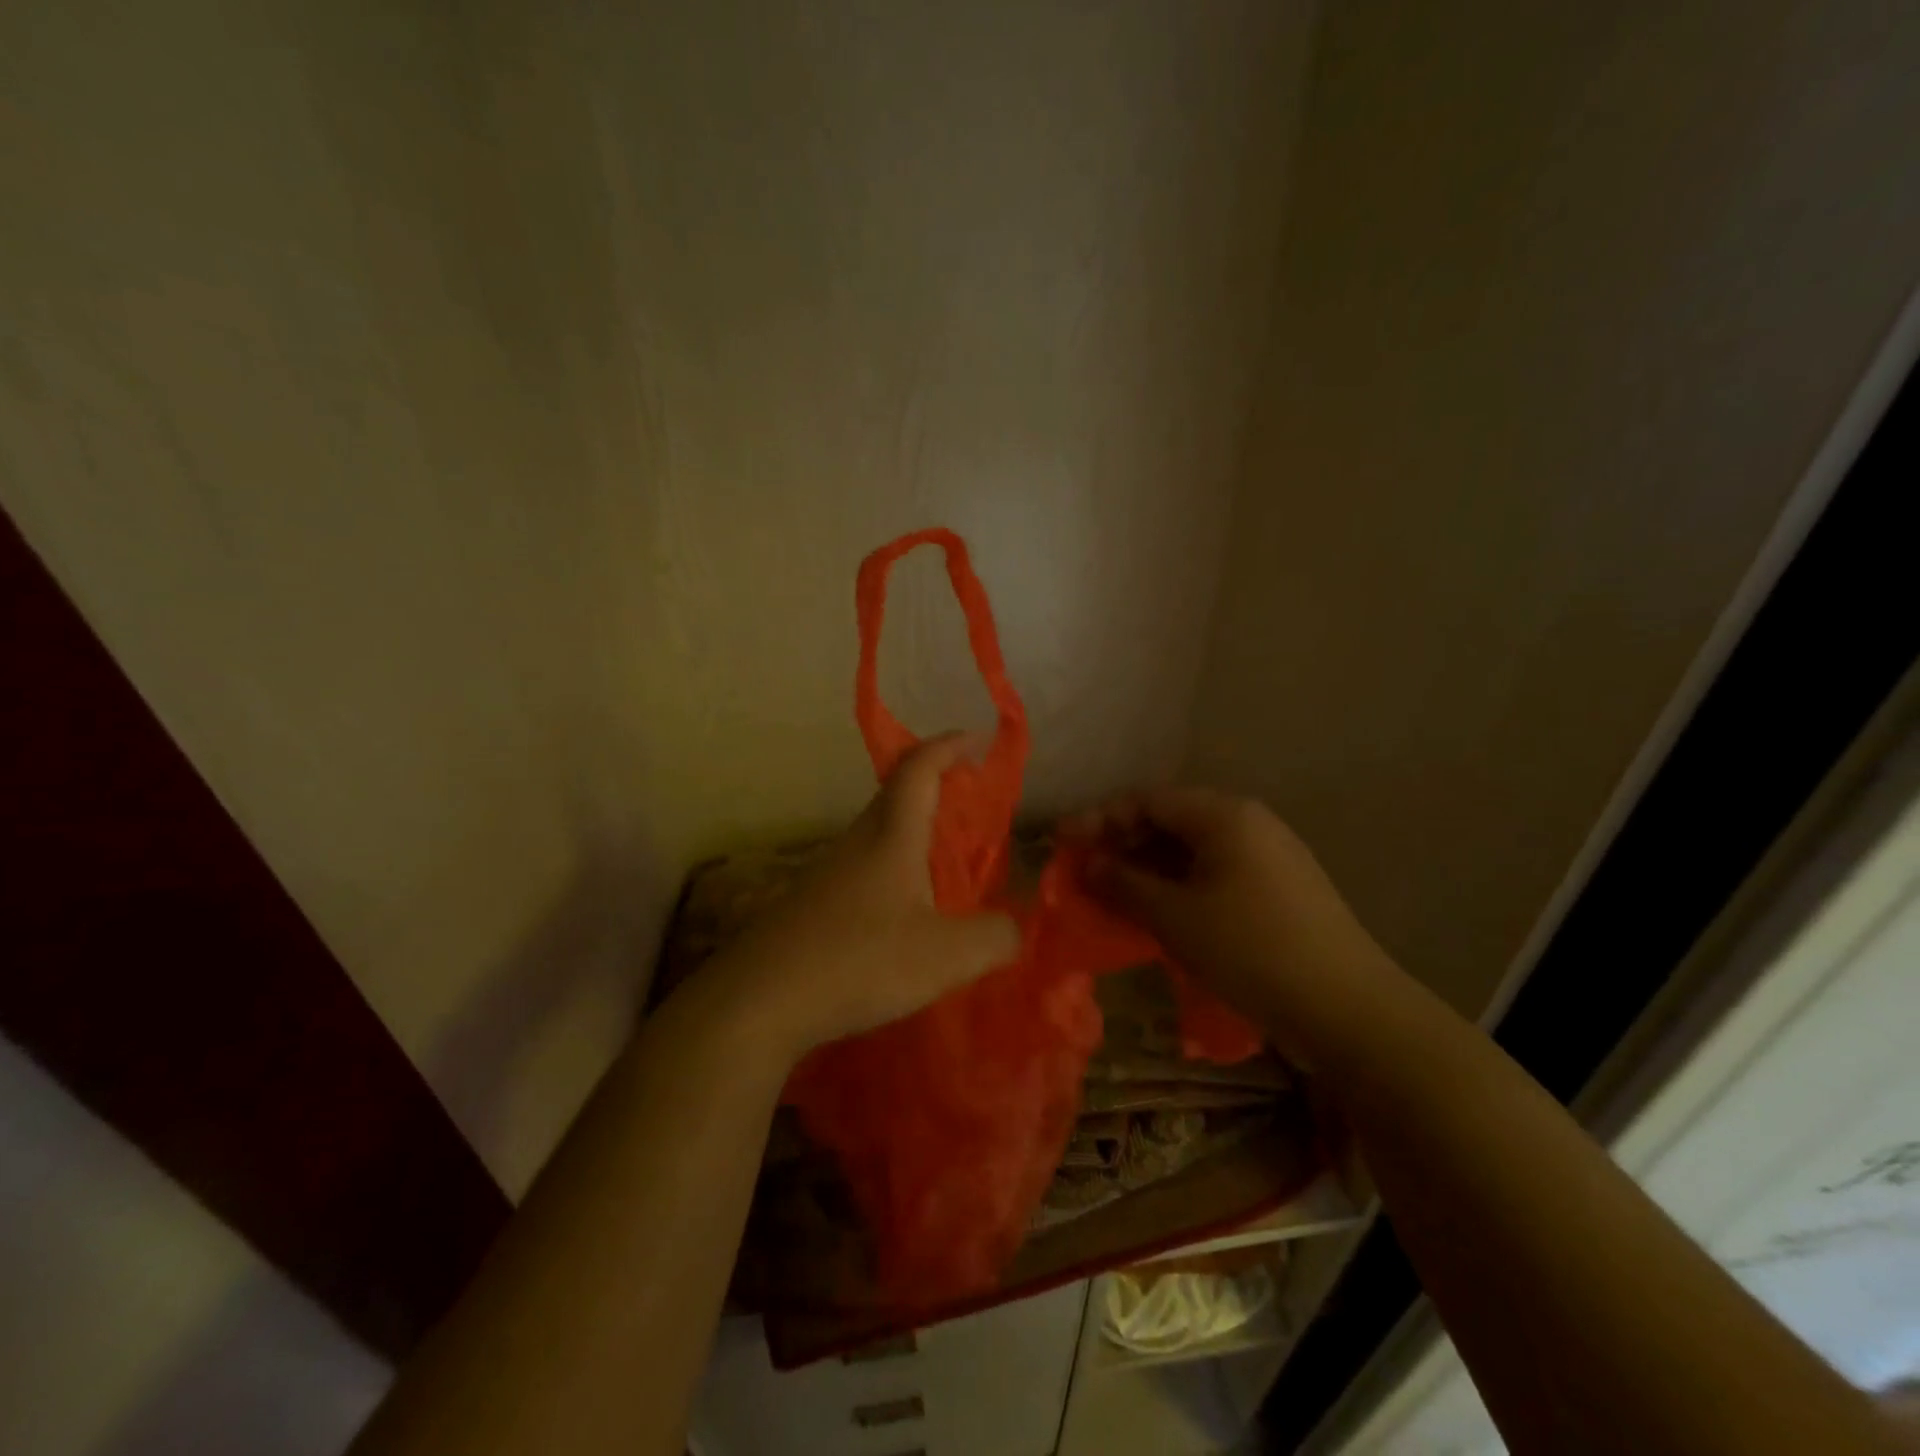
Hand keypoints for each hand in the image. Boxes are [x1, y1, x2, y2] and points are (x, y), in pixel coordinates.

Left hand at [710, 733, 1020, 1063]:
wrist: (760, 999)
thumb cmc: (859, 961)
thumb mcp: (946, 955)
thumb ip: (994, 937)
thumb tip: (1012, 928)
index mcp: (891, 835)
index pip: (919, 768)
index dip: (948, 746)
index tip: (976, 740)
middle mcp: (857, 842)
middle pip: (895, 795)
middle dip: (934, 786)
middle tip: (969, 803)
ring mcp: (827, 872)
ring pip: (876, 834)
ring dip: (912, 832)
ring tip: (945, 864)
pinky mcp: (810, 904)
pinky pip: (862, 869)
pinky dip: (892, 871)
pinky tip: (903, 913)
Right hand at [1066, 787, 1397, 1064]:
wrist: (1349, 1011)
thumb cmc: (1251, 950)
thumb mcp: (1175, 917)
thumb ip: (1123, 883)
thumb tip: (1083, 862)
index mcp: (1224, 815)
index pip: (1147, 800)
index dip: (1098, 819)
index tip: (1061, 842)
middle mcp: (1248, 823)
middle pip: (1169, 821)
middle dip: (1120, 844)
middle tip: (1081, 872)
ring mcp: (1267, 857)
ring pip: (1190, 850)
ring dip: (1146, 869)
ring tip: (1109, 895)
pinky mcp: (1277, 890)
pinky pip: (1212, 874)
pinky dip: (1176, 887)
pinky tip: (1155, 913)